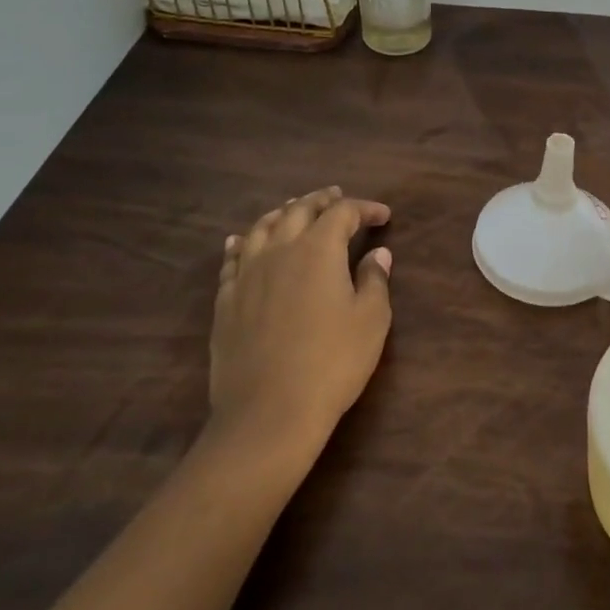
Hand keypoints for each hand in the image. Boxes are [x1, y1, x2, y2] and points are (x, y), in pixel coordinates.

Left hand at [209, 188, 393, 456]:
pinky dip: (241, 243)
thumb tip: (377, 254)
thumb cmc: (332, 363)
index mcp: (318, 250)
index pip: (343, 213)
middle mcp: (279, 250)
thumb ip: (374, 280)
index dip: (365, 209)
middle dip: (321, 200)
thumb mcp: (371, 321)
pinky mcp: (226, 301)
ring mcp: (247, 274)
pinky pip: (232, 259)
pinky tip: (240, 241)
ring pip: (261, 228)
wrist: (269, 412)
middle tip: (336, 197)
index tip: (383, 215)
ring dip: (281, 213)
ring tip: (292, 209)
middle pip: (299, 210)